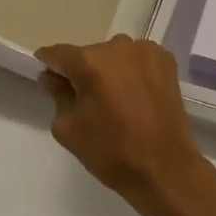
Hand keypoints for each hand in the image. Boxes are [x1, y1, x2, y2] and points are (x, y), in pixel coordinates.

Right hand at [36, 35, 215, 215]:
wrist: (165, 168)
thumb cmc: (111, 152)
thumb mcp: (68, 129)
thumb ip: (57, 95)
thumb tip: (51, 76)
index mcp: (89, 62)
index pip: (57, 54)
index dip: (49, 66)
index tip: (49, 80)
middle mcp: (117, 46)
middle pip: (88, 54)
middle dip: (82, 72)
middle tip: (86, 100)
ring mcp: (145, 50)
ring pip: (114, 56)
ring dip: (109, 71)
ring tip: (115, 100)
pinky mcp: (166, 60)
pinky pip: (138, 59)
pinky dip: (132, 71)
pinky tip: (137, 95)